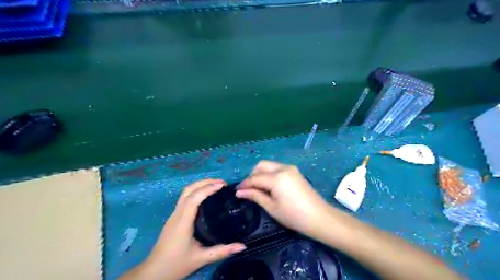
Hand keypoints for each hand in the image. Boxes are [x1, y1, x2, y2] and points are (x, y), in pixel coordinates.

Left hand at [131, 179, 245, 279]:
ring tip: (216, 185)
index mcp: (183, 221)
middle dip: (205, 182)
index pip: (194, 198)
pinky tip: (206, 196)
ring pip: (185, 192)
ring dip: (200, 185)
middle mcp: (177, 214)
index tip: (222, 185)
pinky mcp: (174, 217)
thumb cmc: (176, 264)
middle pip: (188, 190)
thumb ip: (222, 251)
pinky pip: (185, 198)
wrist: (154, 272)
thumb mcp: (201, 258)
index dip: (208, 188)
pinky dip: (196, 191)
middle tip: (222, 183)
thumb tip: (243, 246)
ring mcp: (174, 214)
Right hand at [236, 161, 330, 236]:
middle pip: (261, 165)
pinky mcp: (295, 171)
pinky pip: (277, 168)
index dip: (245, 184)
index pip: (255, 177)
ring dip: (261, 173)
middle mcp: (283, 168)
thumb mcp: (271, 207)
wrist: (318, 217)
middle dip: (252, 175)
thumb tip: (239, 192)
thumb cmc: (293, 215)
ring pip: (270, 165)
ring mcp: (290, 168)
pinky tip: (269, 185)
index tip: (237, 191)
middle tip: (249, 188)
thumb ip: (255, 196)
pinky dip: (270, 174)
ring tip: (258, 188)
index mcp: (277, 177)